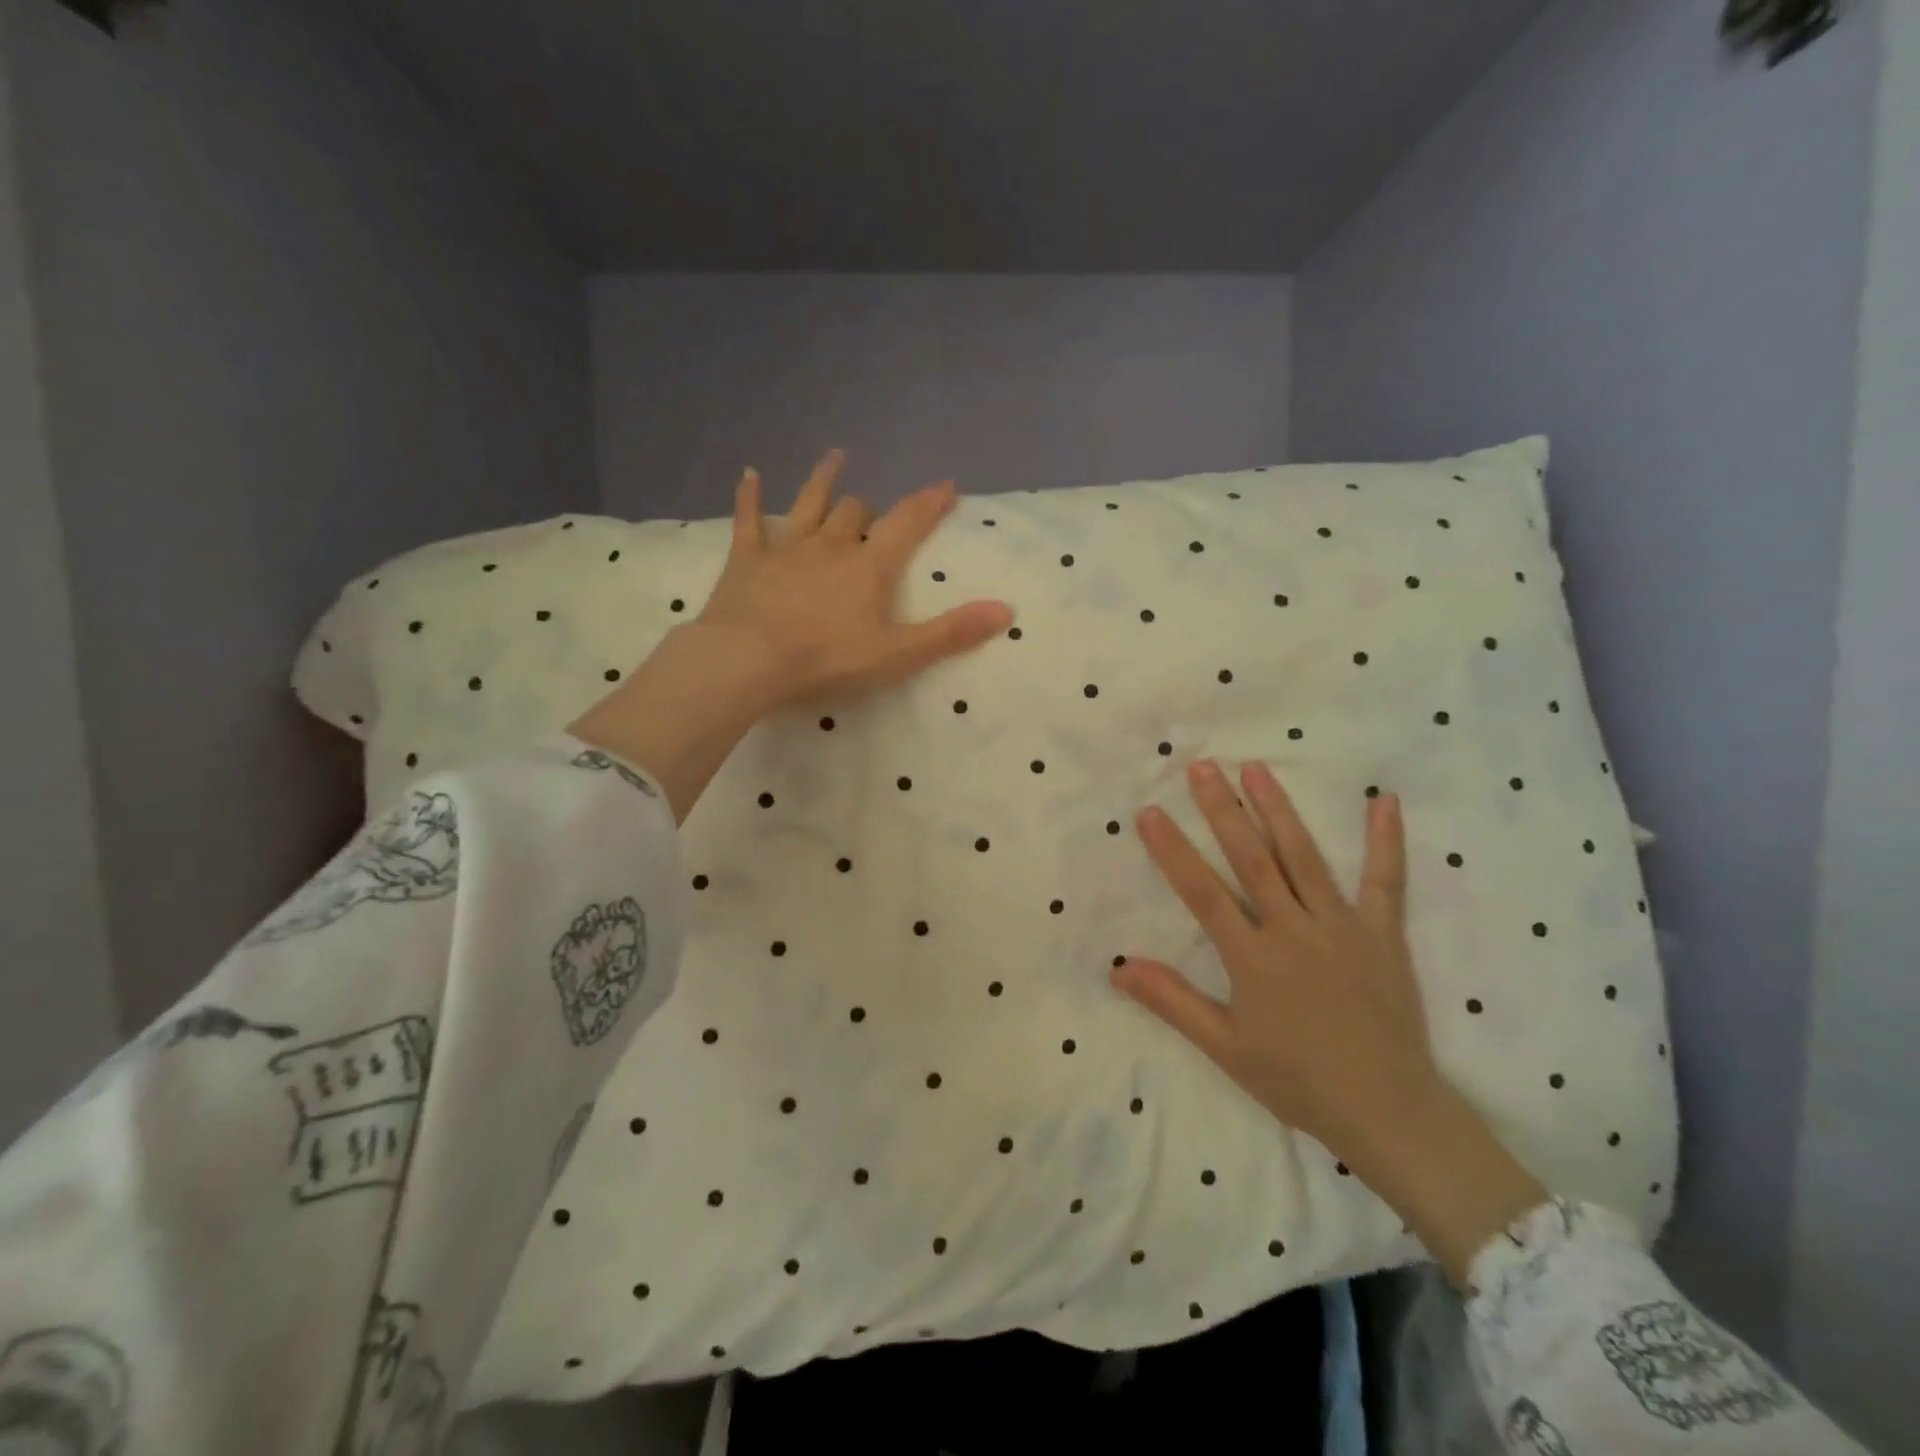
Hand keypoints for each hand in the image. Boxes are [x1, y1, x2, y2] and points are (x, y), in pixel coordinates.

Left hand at [572, 453, 1010, 823]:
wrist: (750, 659)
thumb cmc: (827, 658)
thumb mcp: (898, 653)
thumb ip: (950, 632)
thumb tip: (1006, 610)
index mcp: (869, 566)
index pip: (907, 524)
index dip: (929, 504)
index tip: (946, 485)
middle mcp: (831, 544)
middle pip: (855, 512)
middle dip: (869, 507)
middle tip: (875, 512)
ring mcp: (786, 546)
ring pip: (809, 502)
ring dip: (823, 480)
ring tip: (835, 457)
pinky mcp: (746, 557)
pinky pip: (748, 518)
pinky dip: (749, 497)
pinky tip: (749, 475)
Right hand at [1115, 760, 1547, 1284]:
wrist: (1389, 1113)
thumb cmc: (1298, 1081)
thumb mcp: (1225, 1047)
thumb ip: (1172, 1002)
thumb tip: (1118, 967)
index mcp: (1254, 959)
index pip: (1203, 893)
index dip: (1173, 851)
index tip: (1150, 812)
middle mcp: (1295, 931)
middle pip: (1252, 860)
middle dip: (1222, 811)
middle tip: (1202, 767)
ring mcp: (1343, 928)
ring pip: (1304, 858)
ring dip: (1279, 811)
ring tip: (1257, 769)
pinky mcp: (1383, 935)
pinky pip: (1385, 882)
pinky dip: (1385, 842)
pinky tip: (1384, 801)